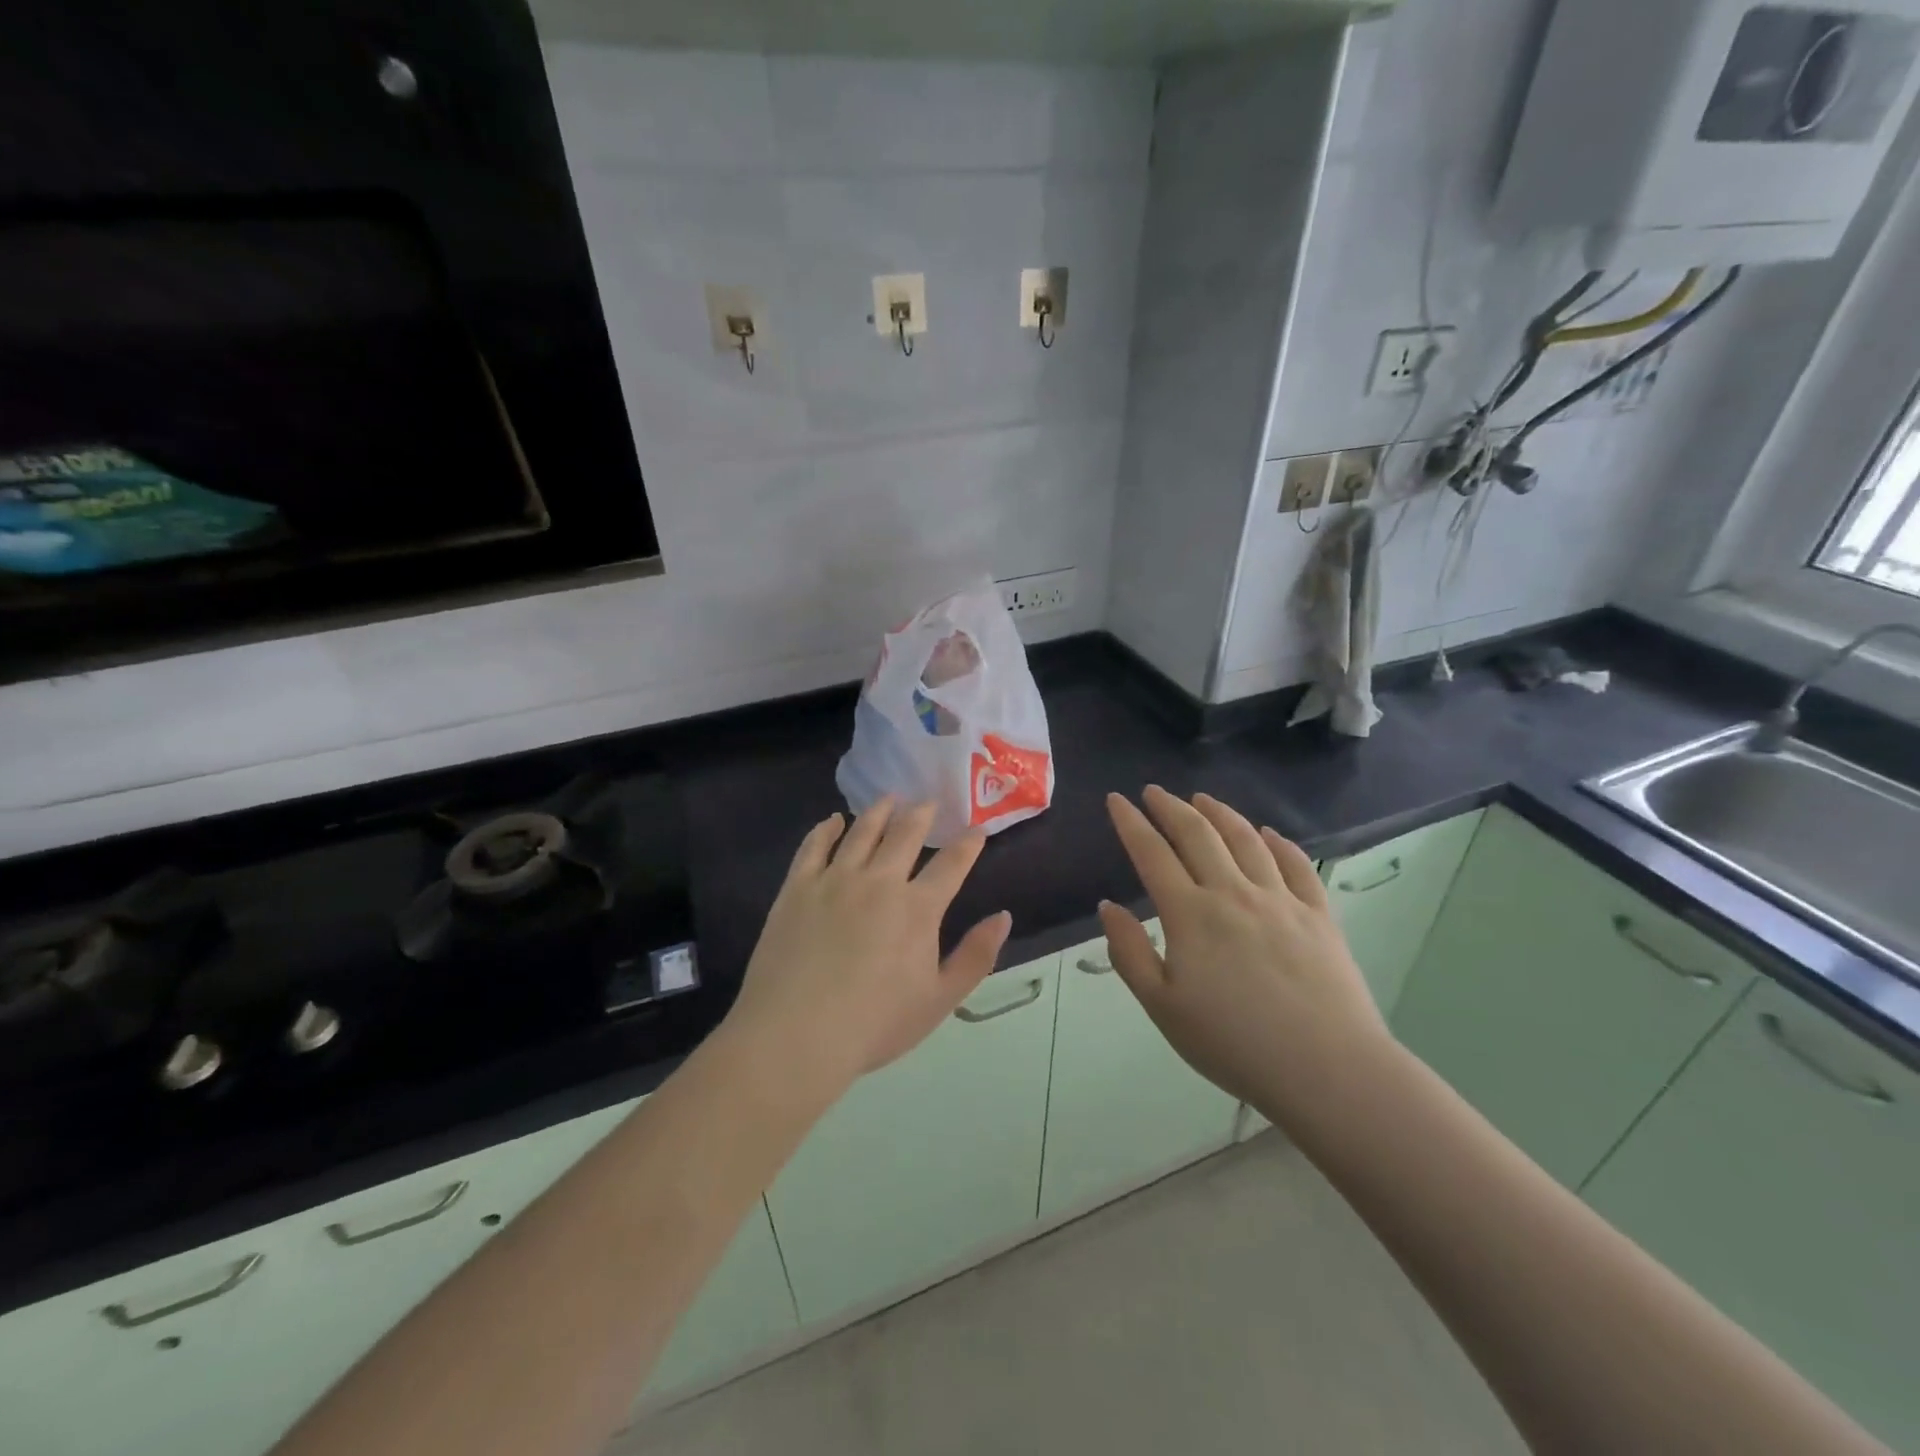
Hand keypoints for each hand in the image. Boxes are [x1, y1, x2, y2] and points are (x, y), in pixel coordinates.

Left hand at [725, 798, 1011, 1091]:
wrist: (796, 1034)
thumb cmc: (874, 1024)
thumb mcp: (939, 1000)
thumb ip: (976, 956)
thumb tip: (1003, 916)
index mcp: (918, 908)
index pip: (951, 864)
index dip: (967, 844)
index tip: (976, 830)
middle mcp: (879, 881)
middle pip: (905, 834)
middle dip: (921, 814)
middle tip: (927, 802)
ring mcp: (835, 879)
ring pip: (862, 831)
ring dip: (879, 811)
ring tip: (888, 798)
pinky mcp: (798, 887)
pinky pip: (815, 846)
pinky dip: (827, 828)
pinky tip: (834, 820)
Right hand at [1099, 787, 1390, 1123]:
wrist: (1326, 1069)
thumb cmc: (1233, 1043)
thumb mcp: (1162, 1007)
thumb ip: (1129, 953)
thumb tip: (1108, 907)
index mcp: (1190, 914)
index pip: (1152, 853)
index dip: (1131, 823)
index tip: (1116, 800)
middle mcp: (1233, 892)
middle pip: (1197, 834)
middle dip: (1170, 807)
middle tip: (1154, 791)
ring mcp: (1280, 899)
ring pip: (1246, 839)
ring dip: (1219, 813)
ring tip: (1202, 799)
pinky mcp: (1318, 914)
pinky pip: (1296, 864)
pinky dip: (1278, 842)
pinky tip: (1268, 834)